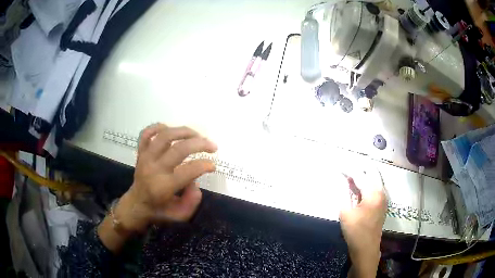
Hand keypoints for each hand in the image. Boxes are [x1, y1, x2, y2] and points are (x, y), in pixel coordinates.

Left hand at [116, 123, 216, 232]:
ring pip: (164, 136)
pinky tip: (171, 130)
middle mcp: (154, 169)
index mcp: (164, 187)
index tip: (213, 165)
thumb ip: (192, 202)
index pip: (188, 171)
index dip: (204, 165)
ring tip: (197, 135)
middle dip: (200, 144)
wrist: (136, 205)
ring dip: (184, 132)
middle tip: (213, 146)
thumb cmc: (159, 211)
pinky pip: (146, 133)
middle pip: (179, 149)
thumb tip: (196, 183)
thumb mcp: (180, 216)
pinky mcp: (140, 152)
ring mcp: (146, 158)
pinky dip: (158, 127)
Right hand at [339, 170, 386, 277]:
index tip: (338, 166)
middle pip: (371, 171)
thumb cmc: (355, 232)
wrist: (366, 248)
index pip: (360, 175)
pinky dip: (367, 182)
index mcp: (373, 193)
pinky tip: (357, 186)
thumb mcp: (345, 213)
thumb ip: (344, 193)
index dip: (348, 170)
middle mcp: (381, 191)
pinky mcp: (382, 202)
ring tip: (350, 176)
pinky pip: (375, 185)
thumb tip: (343, 180)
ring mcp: (383, 196)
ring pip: (374, 177)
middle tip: (345, 169)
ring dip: (363, 174)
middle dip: (358, 168)